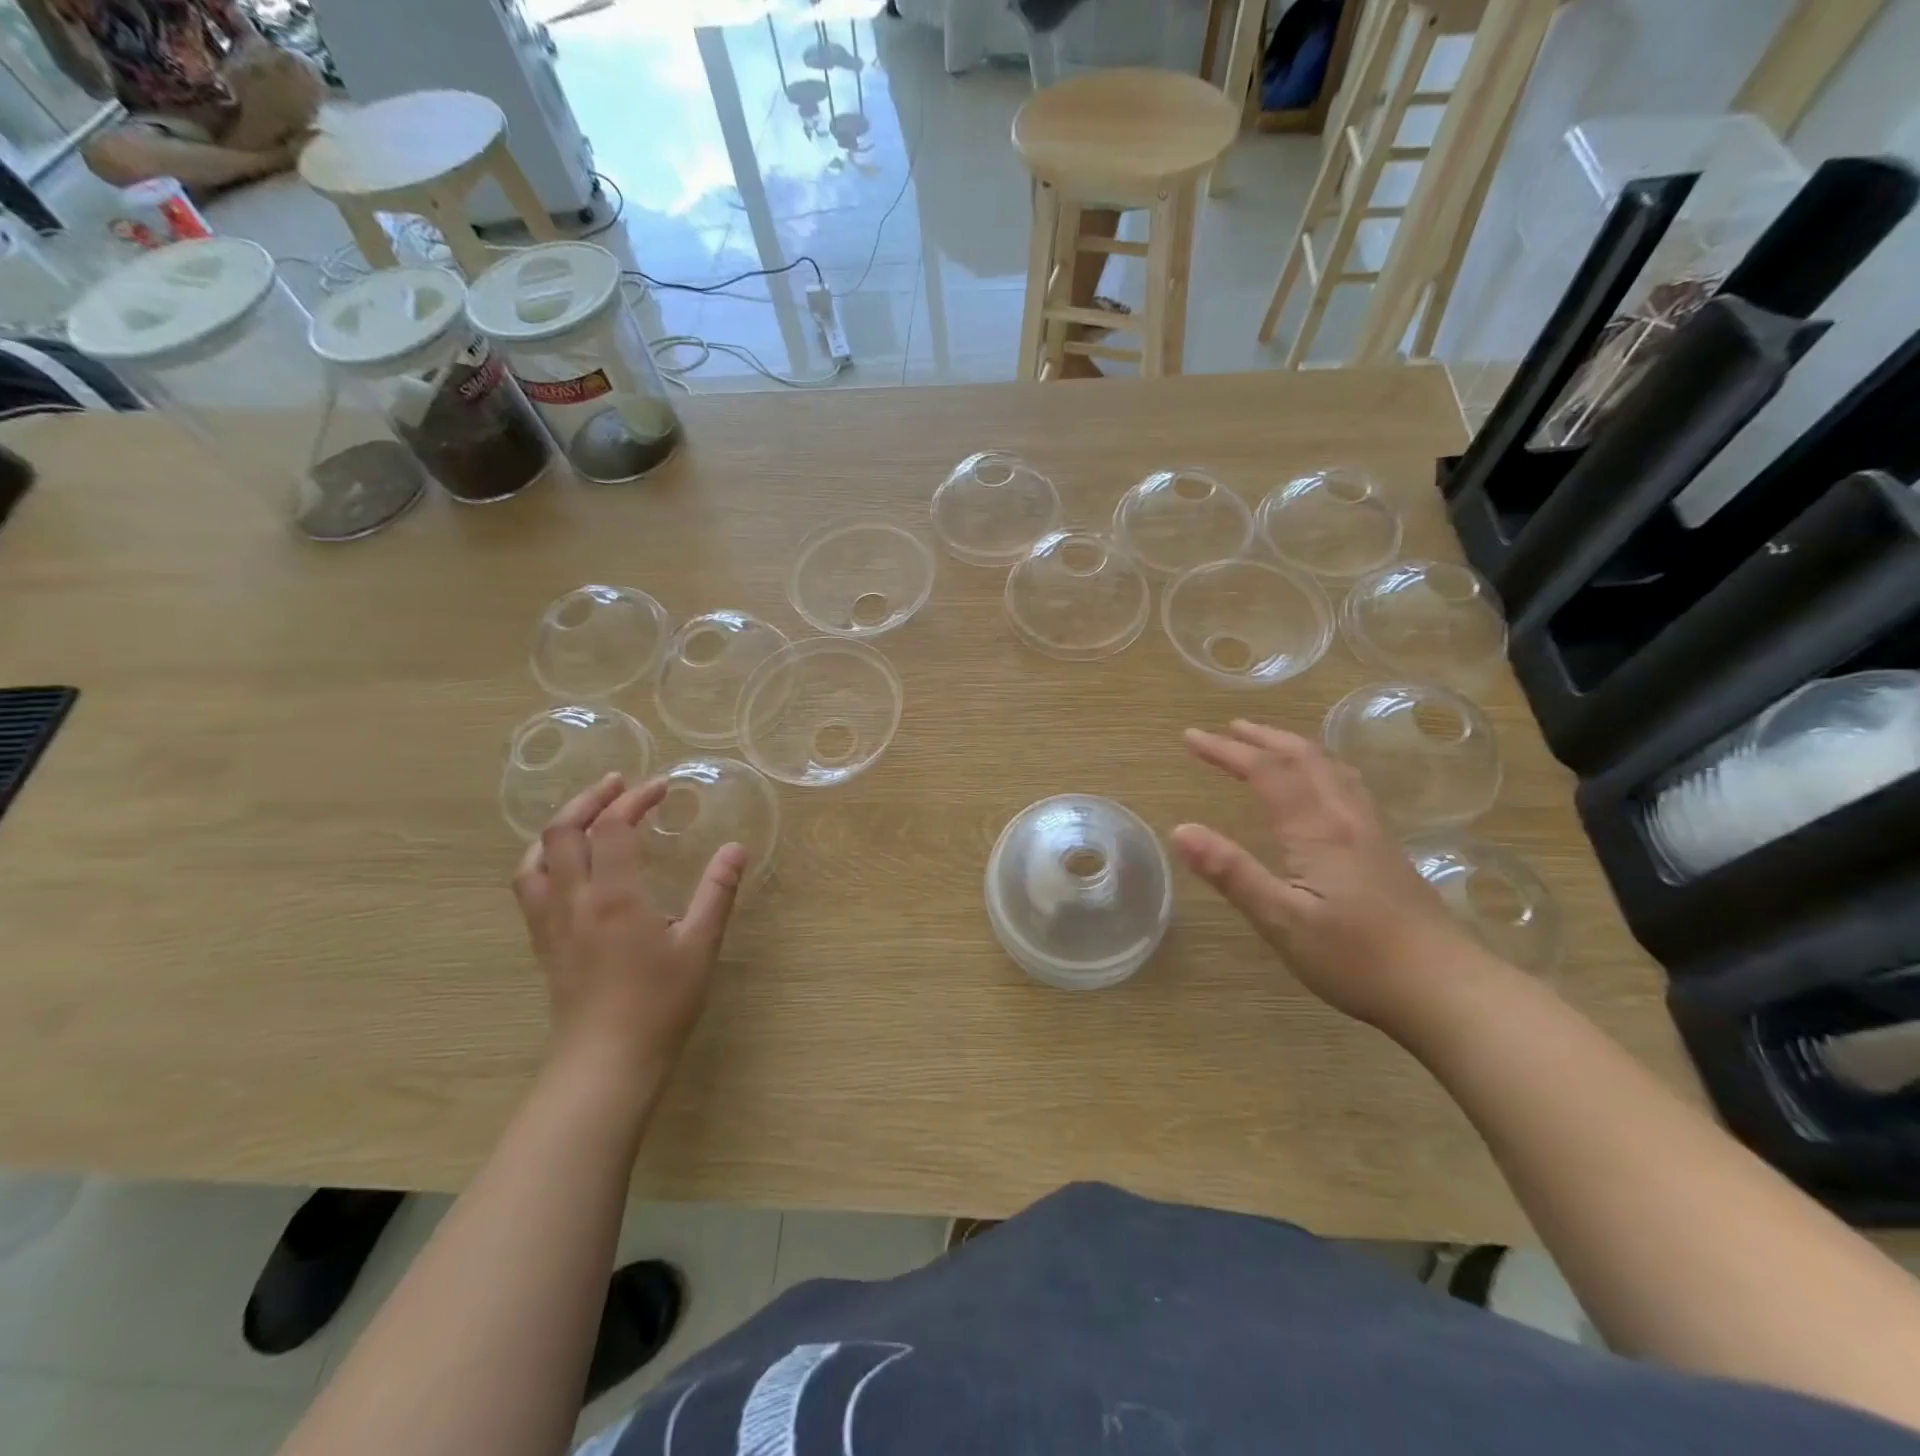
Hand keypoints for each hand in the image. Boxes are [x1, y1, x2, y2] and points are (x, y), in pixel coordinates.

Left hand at [513, 774, 746, 1088]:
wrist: (607, 1063)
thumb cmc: (660, 1004)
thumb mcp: (701, 945)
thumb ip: (718, 891)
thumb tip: (736, 848)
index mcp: (615, 896)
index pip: (614, 827)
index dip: (635, 799)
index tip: (661, 788)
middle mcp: (574, 900)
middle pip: (563, 831)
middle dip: (591, 799)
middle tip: (620, 785)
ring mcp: (551, 922)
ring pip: (536, 857)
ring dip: (560, 826)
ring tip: (587, 815)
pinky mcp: (544, 942)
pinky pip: (529, 886)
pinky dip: (544, 858)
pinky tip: (566, 865)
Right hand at [1173, 720, 1483, 1028]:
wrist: (1447, 989)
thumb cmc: (1357, 959)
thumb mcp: (1282, 921)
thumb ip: (1231, 873)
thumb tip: (1180, 830)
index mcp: (1317, 829)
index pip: (1266, 771)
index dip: (1226, 750)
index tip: (1190, 737)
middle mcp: (1346, 817)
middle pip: (1303, 757)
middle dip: (1261, 738)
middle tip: (1226, 728)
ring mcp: (1372, 831)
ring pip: (1331, 767)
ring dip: (1292, 746)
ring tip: (1267, 742)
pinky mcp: (1386, 849)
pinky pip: (1347, 785)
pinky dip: (1320, 766)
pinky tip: (1321, 783)